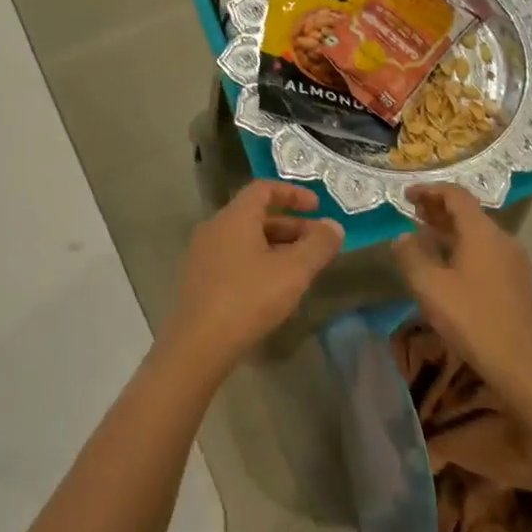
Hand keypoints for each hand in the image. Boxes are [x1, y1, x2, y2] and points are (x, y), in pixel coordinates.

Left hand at [166, 181, 343, 370]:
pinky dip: (259, 261)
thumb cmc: (248, 298)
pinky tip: (274, 287)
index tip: (318, 206)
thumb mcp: (293, 271)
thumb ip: (318, 245)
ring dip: (276, 246)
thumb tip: (333, 226)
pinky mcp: (200, 278)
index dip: (293, 193)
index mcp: (234, 217)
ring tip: (301, 268)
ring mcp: (203, 254)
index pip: (263, 188)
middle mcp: (215, 227)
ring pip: (246, 238)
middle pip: (256, 215)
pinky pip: (234, 257)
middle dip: (291, 225)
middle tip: (318, 244)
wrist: (199, 343)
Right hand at [390, 185, 531, 411]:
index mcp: (482, 232)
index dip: (429, 190)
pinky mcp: (516, 281)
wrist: (524, 364)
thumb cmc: (472, 319)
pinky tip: (447, 264)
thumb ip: (411, 255)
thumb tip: (402, 236)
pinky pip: (485, 250)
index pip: (455, 195)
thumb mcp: (429, 286)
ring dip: (449, 229)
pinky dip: (462, 246)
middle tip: (411, 211)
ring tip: (423, 234)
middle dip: (438, 208)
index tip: (405, 195)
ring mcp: (513, 261)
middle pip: (468, 212)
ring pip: (477, 232)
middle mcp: (502, 239)